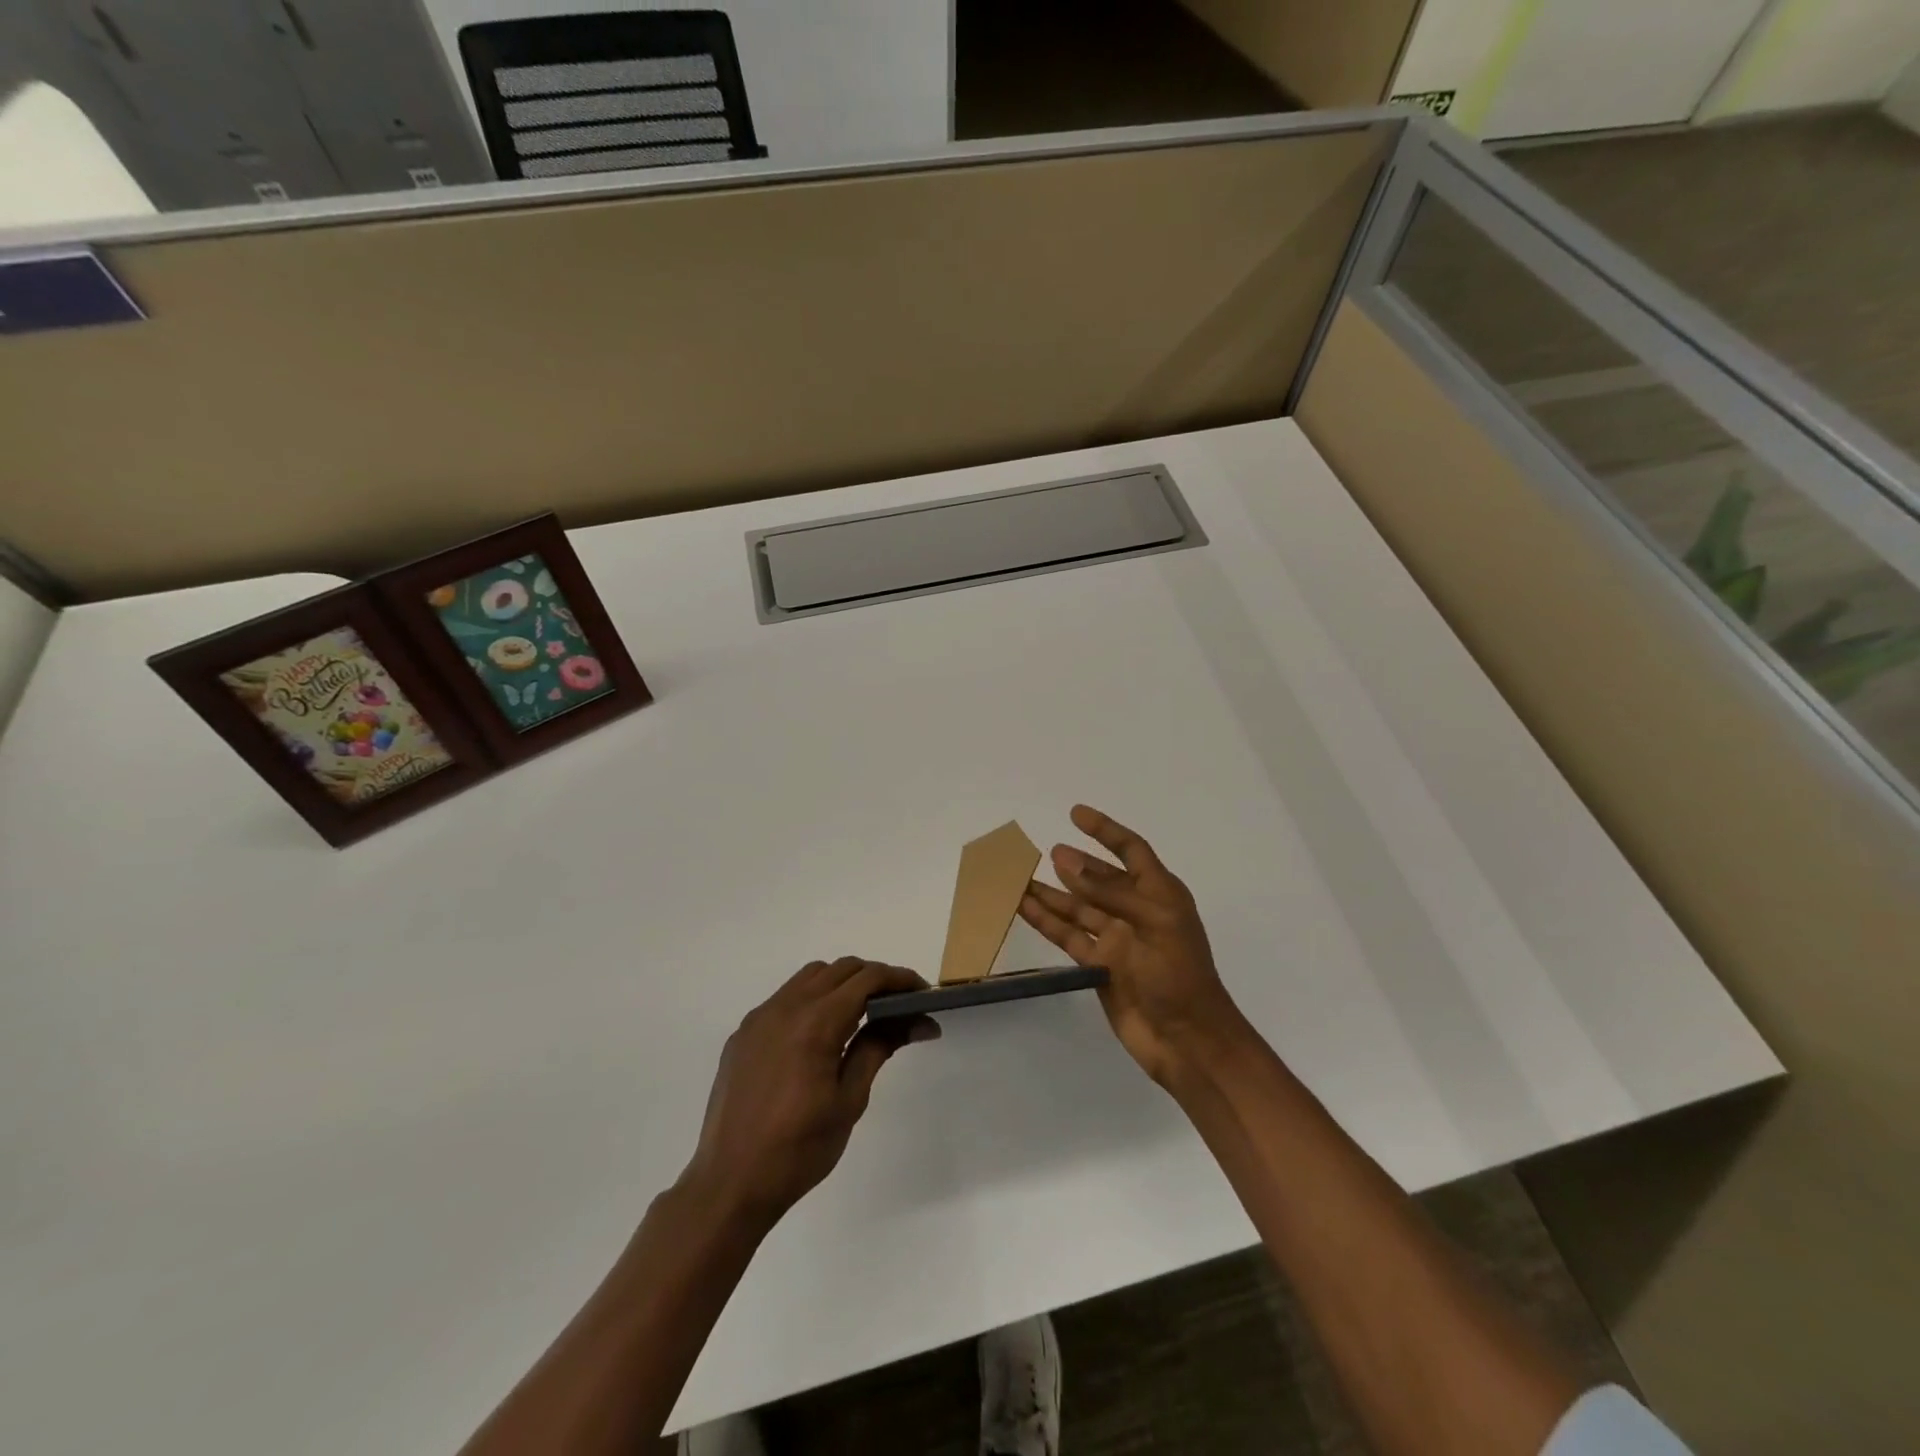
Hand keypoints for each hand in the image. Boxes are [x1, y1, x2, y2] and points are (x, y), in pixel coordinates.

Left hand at [682, 958, 938, 1229]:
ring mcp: (759, 1018)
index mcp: (815, 1023)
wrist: (729, 1185)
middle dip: (874, 978)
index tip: (924, 993)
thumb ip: (879, 1048)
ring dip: (842, 983)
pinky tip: (821, 1034)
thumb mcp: (849, 1100)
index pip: (867, 979)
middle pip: (840, 969)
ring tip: (863, 1015)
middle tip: (900, 1005)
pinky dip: (812, 999)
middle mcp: (785, 1007)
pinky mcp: (744, 1034)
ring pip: (810, 977)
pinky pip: (785, 998)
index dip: (900, 979)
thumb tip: (918, 1021)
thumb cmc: (798, 1150)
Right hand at [1020, 806, 1247, 1087]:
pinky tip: (1024, 907)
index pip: (1132, 852)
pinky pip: (1068, 936)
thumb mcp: (1151, 923)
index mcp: (1160, 895)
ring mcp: (1116, 940)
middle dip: (1074, 864)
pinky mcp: (1099, 966)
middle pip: (1100, 879)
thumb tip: (1065, 861)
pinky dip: (1046, 921)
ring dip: (1052, 892)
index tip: (1076, 814)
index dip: (1106, 831)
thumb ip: (1107, 892)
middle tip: (1041, 851)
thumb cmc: (1179, 975)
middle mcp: (1136, 912)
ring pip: (1077, 907)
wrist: (1187, 1041)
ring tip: (1019, 877)